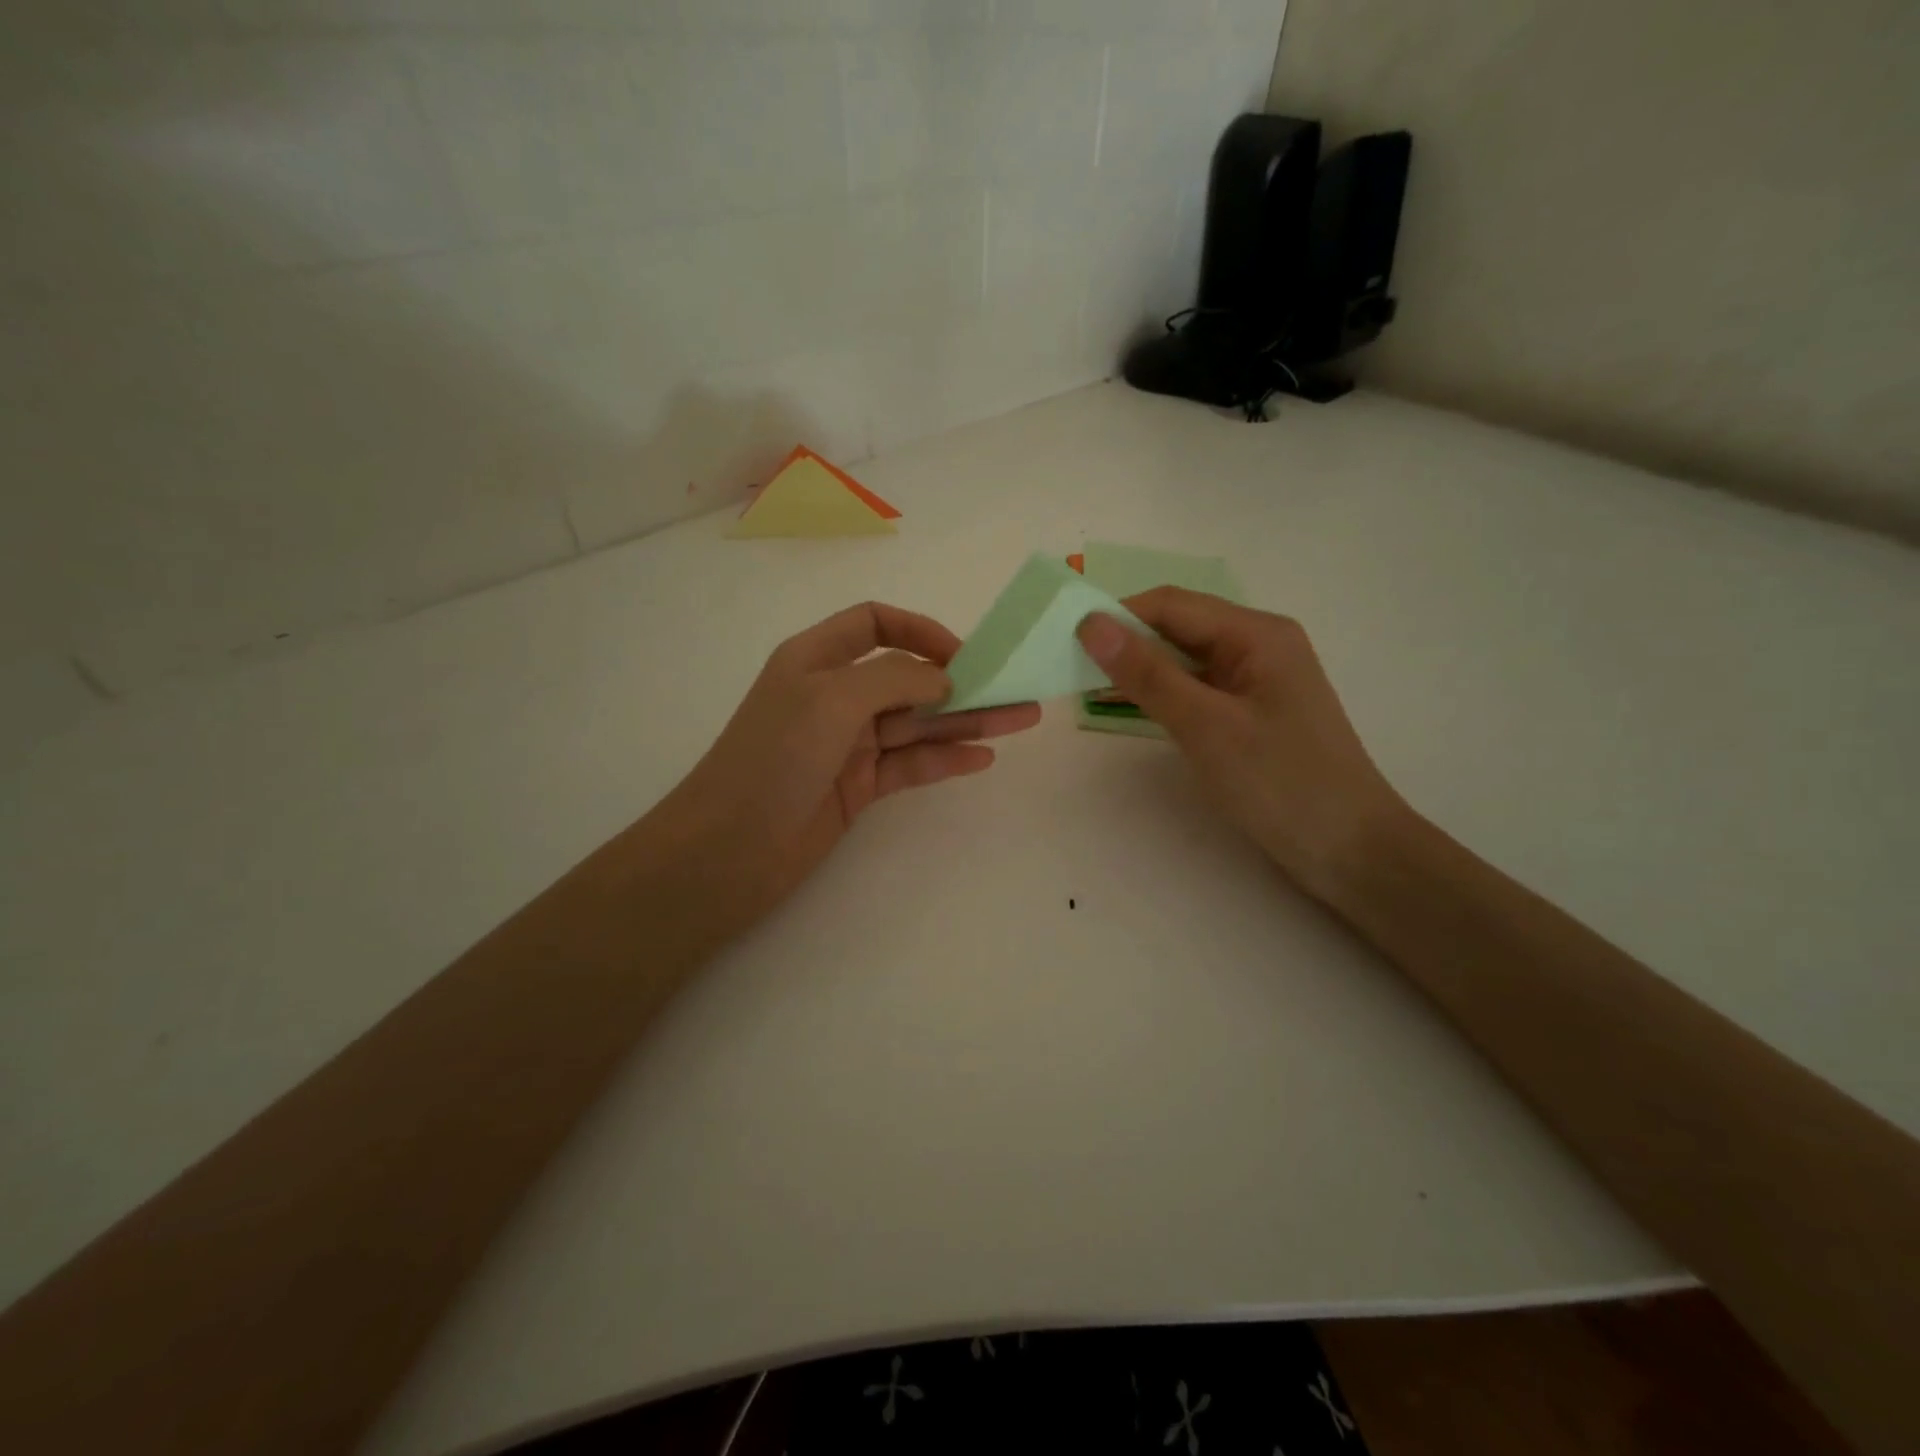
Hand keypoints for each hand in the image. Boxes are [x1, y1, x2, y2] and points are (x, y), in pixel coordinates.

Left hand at [646, 601, 1040, 931]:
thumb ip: (895, 680)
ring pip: (917, 724)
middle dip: (962, 682)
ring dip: (967, 721)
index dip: (920, 630)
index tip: (963, 655)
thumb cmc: (774, 758)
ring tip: (1022, 719)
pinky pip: (910, 765)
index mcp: (817, 659)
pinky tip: (983, 758)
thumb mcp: (832, 700)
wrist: (728, 850)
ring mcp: (848, 744)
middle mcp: (835, 696)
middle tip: (1017, 687)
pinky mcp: (859, 787)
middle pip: (908, 678)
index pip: (875, 623)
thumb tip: (943, 678)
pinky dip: (945, 759)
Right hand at [1077, 588, 1405, 899]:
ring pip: (1184, 659)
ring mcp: (1255, 680)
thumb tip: (1091, 624)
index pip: (1171, 605)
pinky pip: (1196, 688)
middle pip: (1178, 628)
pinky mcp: (1251, 712)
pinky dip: (1161, 694)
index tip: (1065, 640)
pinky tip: (1128, 707)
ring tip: (1087, 686)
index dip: (1117, 616)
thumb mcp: (1206, 726)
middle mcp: (1257, 645)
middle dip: (1125, 642)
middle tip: (1069, 667)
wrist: (1350, 851)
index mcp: (1256, 633)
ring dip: (1139, 669)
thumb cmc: (1281, 783)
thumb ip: (1147, 674)